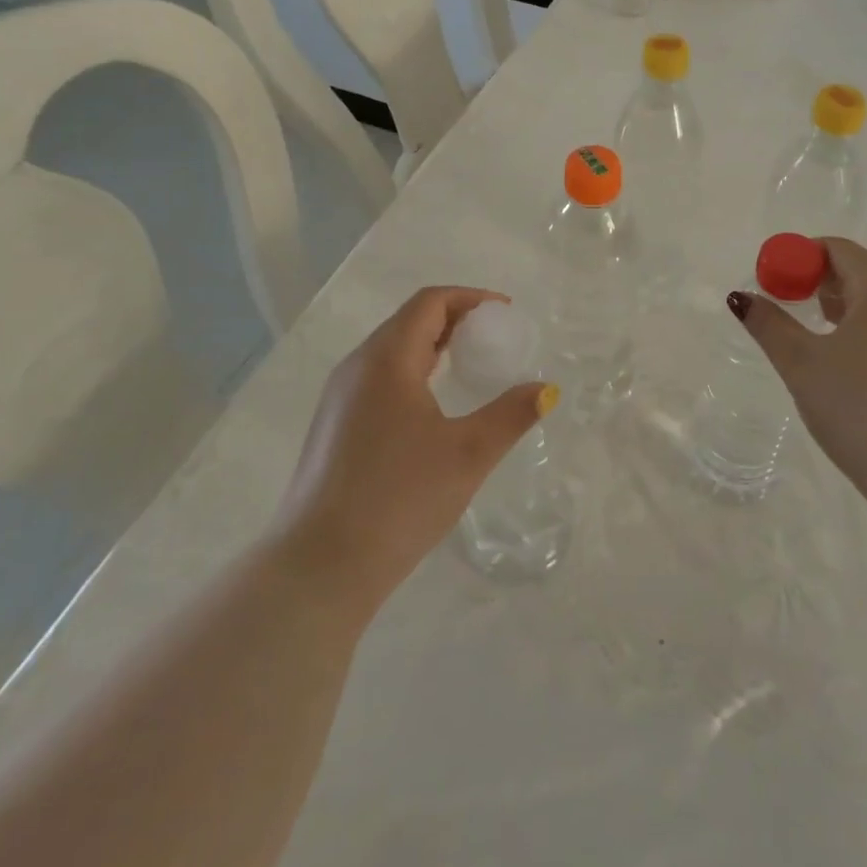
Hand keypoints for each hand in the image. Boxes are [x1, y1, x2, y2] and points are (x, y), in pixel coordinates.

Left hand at [275, 288, 557, 612]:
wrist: (320, 567)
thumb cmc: (399, 498)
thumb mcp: (468, 454)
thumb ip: (511, 414)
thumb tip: (546, 389)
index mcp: (387, 359)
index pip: (429, 303)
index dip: (470, 298)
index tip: (505, 314)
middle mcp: (357, 367)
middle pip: (409, 321)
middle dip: (454, 320)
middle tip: (493, 339)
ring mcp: (339, 397)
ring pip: (391, 350)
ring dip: (432, 346)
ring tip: (468, 367)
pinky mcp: (333, 425)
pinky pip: (378, 377)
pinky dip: (412, 371)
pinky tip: (431, 406)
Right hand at [730, 238, 866, 502]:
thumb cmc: (857, 406)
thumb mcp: (801, 363)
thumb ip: (768, 324)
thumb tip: (740, 298)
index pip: (841, 250)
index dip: (802, 254)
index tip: (774, 277)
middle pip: (859, 274)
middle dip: (817, 280)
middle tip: (784, 302)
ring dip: (837, 306)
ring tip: (807, 331)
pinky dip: (858, 330)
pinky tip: (840, 363)